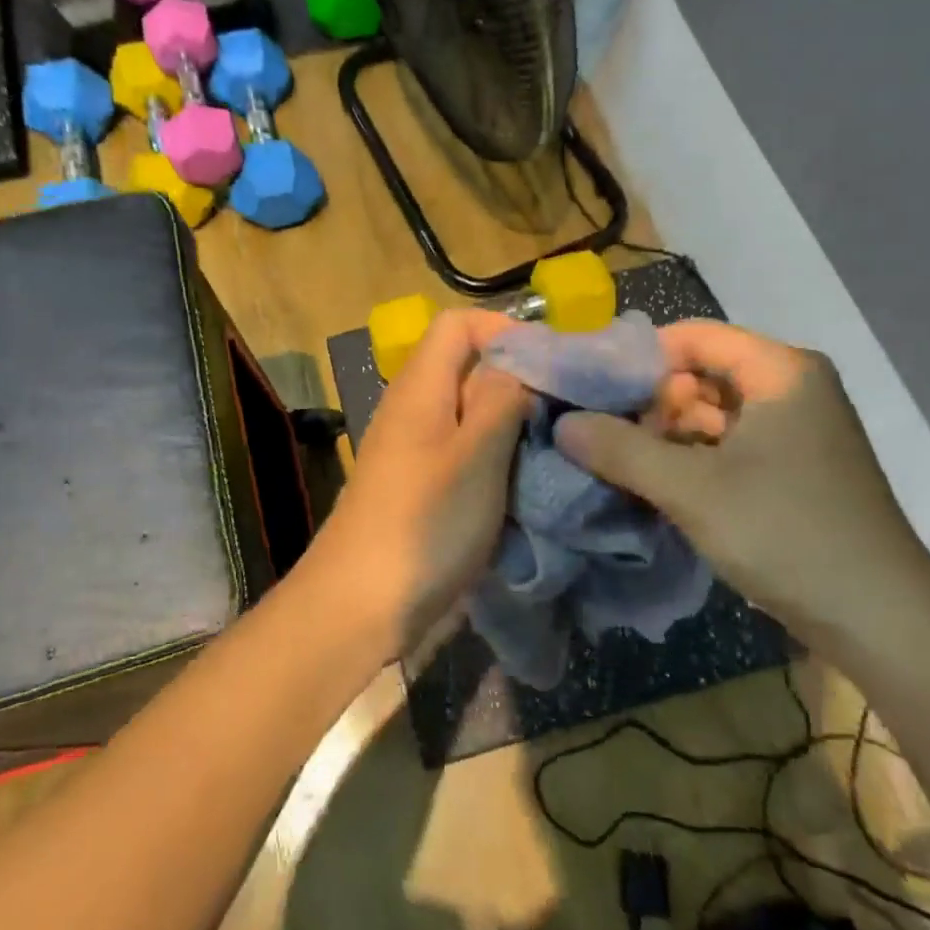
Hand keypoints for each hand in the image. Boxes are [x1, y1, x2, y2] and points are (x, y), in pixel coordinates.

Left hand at [309, 310, 529, 657]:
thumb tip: (521, 361)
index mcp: (421, 387)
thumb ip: (502, 398)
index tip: (552, 364)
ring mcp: (418, 450)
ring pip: (473, 414)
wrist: (361, 606)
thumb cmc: (423, 524)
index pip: (458, 324)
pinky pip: (467, 453)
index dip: (505, 330)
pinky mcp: (425, 487)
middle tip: (568, 408)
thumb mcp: (475, 454)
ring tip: (557, 444)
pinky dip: (500, 458)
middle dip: (519, 380)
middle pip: (469, 368)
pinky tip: (529, 481)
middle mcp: (415, 408)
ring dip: (514, 424)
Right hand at [554, 320, 929, 640]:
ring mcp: (794, 430)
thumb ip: (621, 450)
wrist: (881, 621)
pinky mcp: (791, 468)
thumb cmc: (787, 534)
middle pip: (700, 373)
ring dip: (664, 436)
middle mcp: (791, 388)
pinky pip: (727, 445)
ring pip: (711, 413)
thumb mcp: (692, 489)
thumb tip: (563, 424)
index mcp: (779, 370)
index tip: (589, 389)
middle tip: (599, 435)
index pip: (692, 336)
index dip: (636, 358)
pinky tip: (653, 484)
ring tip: (615, 462)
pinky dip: (689, 459)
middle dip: (648, 403)